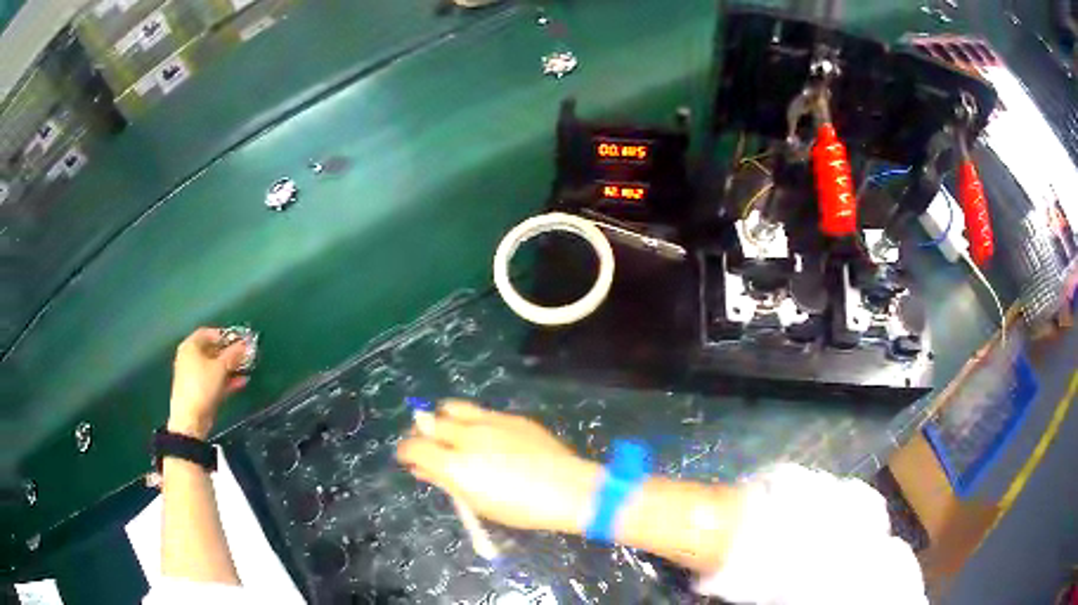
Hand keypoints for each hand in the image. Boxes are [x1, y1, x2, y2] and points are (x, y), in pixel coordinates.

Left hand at [168, 328, 248, 439]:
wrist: (190, 418)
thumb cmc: (202, 385)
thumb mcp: (220, 367)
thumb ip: (233, 354)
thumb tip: (245, 344)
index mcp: (190, 346)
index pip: (207, 333)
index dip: (223, 334)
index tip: (238, 340)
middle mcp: (190, 358)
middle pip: (211, 350)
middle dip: (228, 352)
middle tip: (244, 355)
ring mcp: (194, 376)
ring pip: (214, 367)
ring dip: (230, 367)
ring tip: (245, 369)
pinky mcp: (199, 391)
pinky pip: (214, 380)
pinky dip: (226, 380)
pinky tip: (241, 382)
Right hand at [396, 400, 600, 533]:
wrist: (568, 490)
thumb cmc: (521, 508)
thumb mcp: (477, 503)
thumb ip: (445, 482)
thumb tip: (421, 469)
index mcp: (456, 464)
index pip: (414, 446)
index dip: (405, 451)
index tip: (407, 457)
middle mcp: (468, 436)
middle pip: (430, 422)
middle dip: (422, 433)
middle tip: (428, 446)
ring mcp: (491, 421)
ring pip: (453, 407)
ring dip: (444, 418)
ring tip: (450, 432)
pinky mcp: (511, 417)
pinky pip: (481, 412)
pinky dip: (471, 420)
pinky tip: (484, 436)